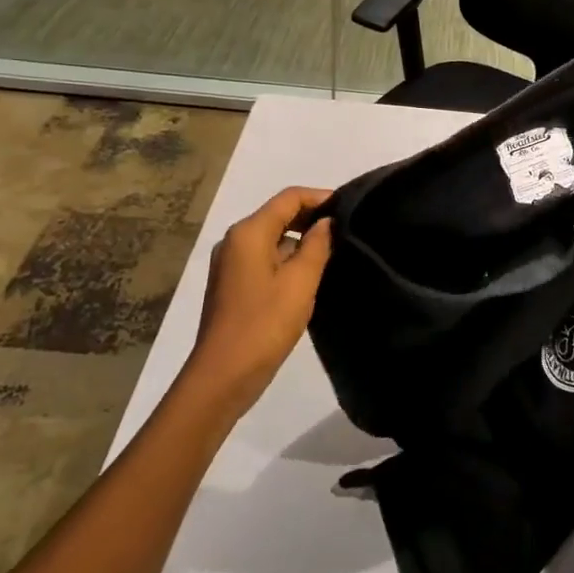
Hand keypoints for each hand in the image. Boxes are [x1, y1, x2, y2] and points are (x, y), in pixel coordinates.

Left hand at [181, 186, 334, 418]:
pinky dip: (287, 259)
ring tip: (334, 252)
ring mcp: (230, 264)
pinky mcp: (233, 285)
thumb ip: (317, 246)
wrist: (223, 376)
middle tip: (346, 230)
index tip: (350, 207)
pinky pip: (264, 258)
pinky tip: (310, 275)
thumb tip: (326, 223)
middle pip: (278, 215)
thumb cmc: (265, 324)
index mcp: (248, 233)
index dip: (320, 197)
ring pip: (272, 238)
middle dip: (311, 218)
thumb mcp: (300, 282)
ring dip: (301, 241)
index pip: (289, 198)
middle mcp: (235, 241)